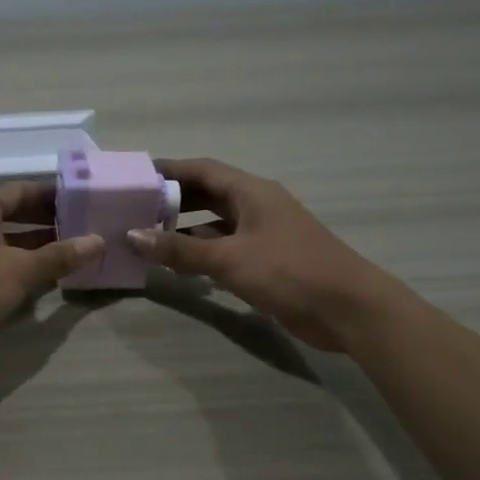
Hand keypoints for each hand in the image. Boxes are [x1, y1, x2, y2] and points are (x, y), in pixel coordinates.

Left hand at [0, 181, 102, 374]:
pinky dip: (26, 271)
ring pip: (10, 245)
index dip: (51, 194)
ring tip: (78, 252)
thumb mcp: (21, 269)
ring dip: (40, 249)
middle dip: (48, 222)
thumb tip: (99, 241)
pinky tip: (53, 280)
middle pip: (14, 216)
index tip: (83, 198)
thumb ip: (60, 255)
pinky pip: (3, 269)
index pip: (20, 191)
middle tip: (85, 226)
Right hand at [125, 158, 398, 352]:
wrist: (347, 309)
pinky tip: (178, 266)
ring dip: (184, 229)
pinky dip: (201, 253)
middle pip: (207, 194)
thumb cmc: (289, 271)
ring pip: (214, 224)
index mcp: (251, 192)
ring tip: (147, 237)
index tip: (136, 176)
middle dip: (172, 200)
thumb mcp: (229, 258)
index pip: (202, 170)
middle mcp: (256, 206)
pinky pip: (224, 248)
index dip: (169, 170)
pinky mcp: (266, 261)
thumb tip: (132, 236)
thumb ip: (180, 248)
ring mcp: (262, 234)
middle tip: (134, 209)